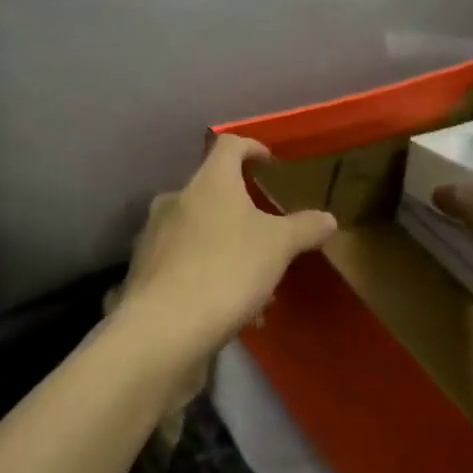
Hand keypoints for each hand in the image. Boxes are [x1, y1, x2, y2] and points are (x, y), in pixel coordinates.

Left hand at [117, 135, 338, 362]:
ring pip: (199, 233)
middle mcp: (175, 200)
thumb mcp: (279, 247)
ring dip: (228, 250)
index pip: (229, 145)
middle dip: (243, 214)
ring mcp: (154, 236)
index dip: (252, 148)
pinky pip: (184, 263)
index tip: (270, 163)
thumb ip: (305, 228)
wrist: (165, 328)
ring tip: (257, 287)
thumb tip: (328, 218)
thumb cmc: (227, 270)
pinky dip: (208, 275)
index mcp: (208, 183)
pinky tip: (230, 310)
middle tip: (269, 238)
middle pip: (213, 193)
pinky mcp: (144, 271)